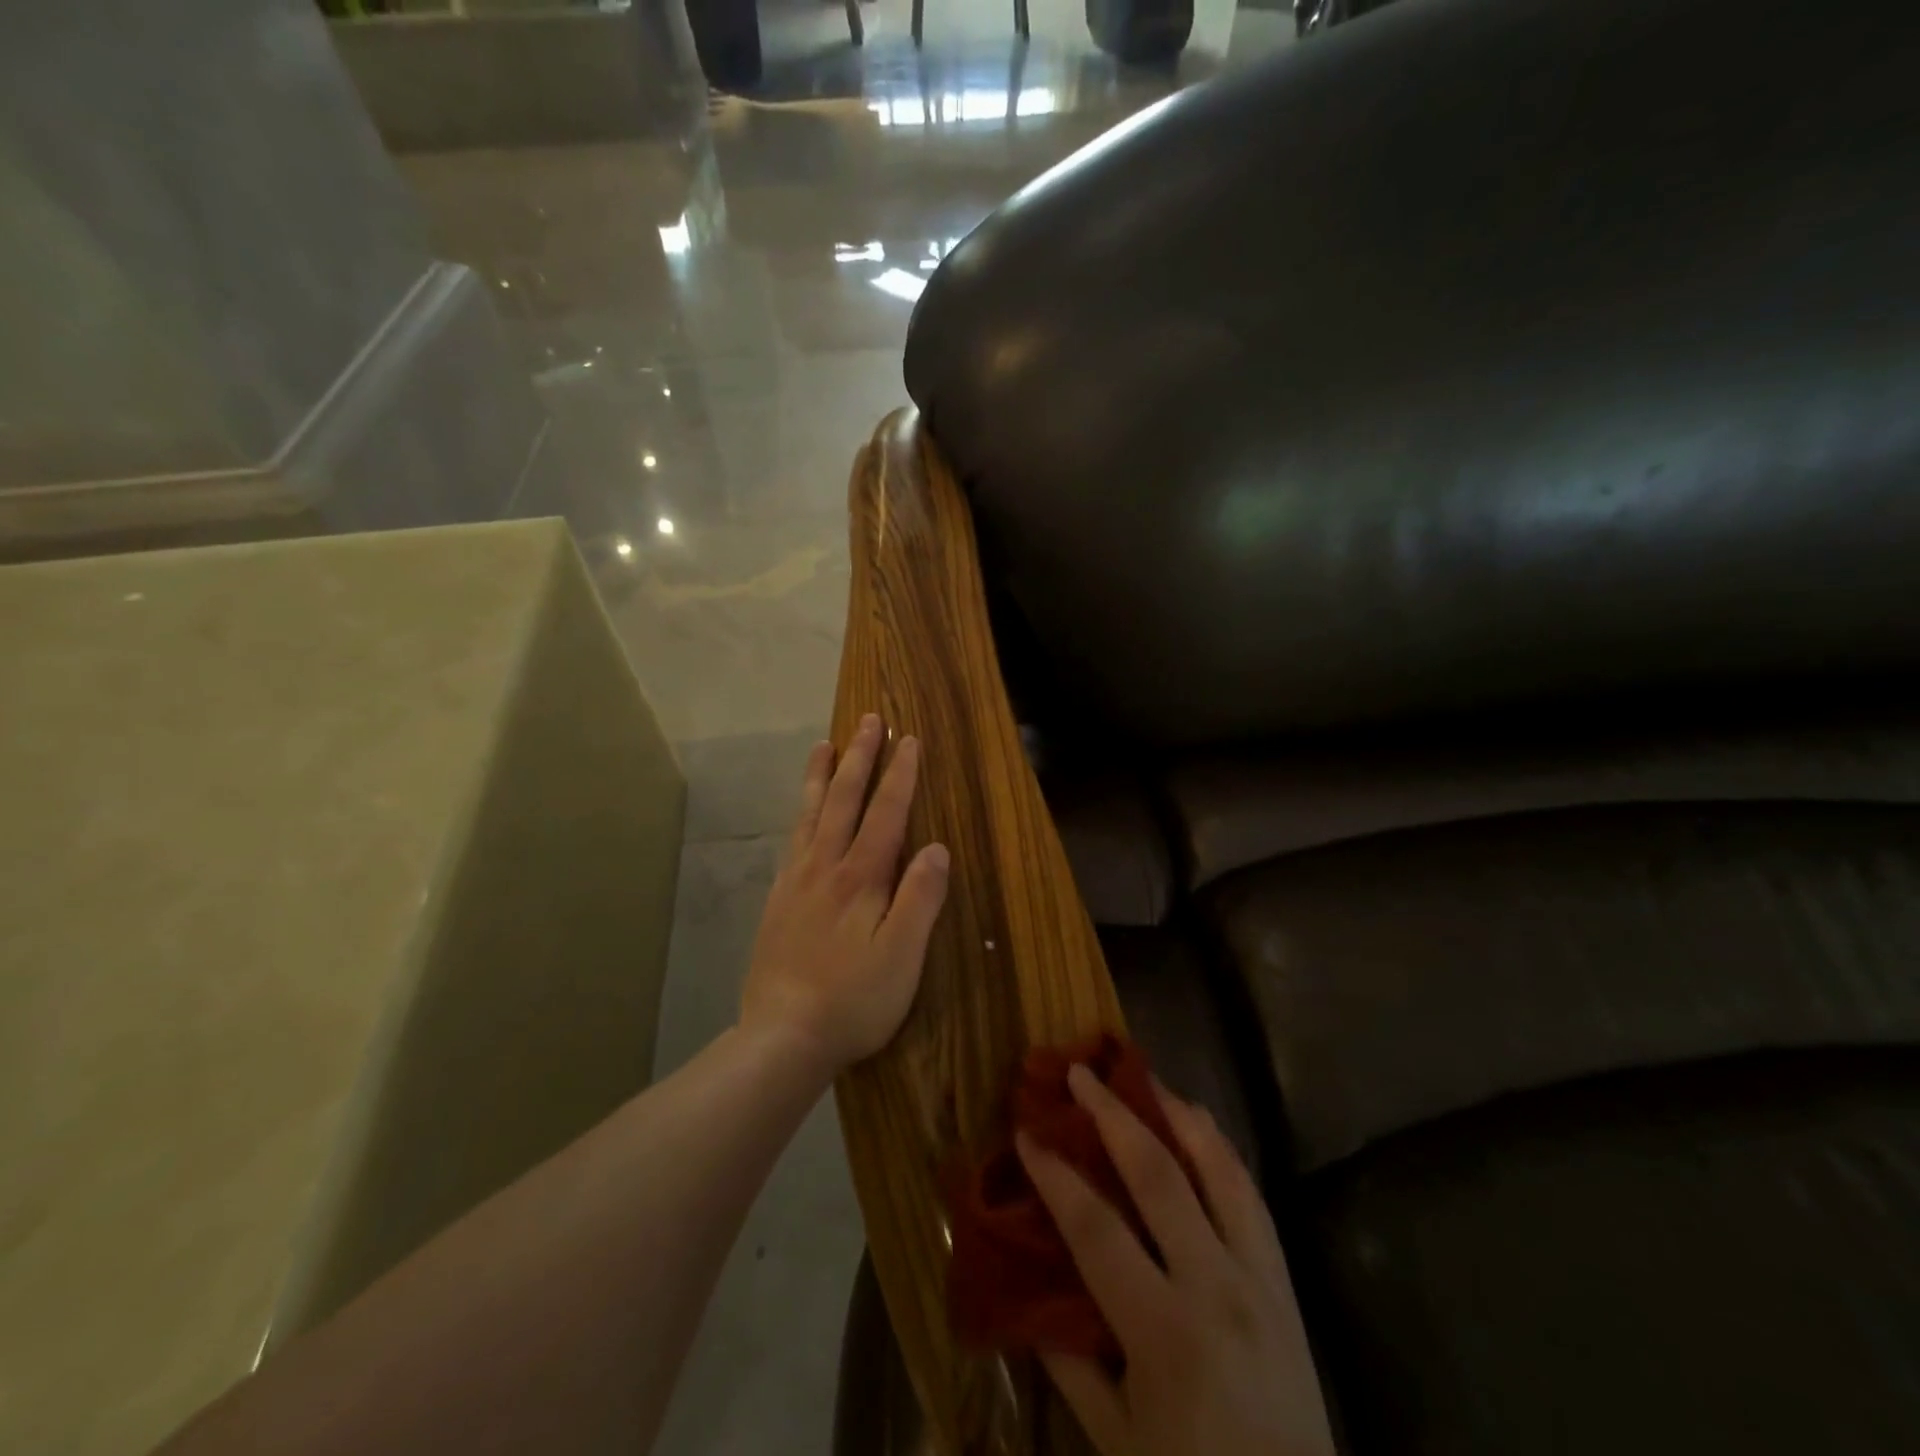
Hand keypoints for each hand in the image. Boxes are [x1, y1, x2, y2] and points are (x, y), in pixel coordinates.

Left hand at [740, 714, 950, 1077]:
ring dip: (822, 776)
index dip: (900, 776)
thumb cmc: (853, 1000)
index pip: (886, 813)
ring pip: (810, 815)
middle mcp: (825, 867)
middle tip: (869, 721)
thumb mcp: (902, 955)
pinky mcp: (778, 901)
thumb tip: (936, 847)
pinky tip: (801, 814)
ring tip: (824, 744)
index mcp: (861, 878)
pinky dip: (800, 814)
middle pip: (844, 801)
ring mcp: (796, 882)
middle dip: (859, 758)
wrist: (781, 1036)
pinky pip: (791, 841)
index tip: (908, 740)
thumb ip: (920, 898)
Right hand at [1017, 1069, 1336, 1455]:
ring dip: (1176, 1113)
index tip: (1026, 1133)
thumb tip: (1028, 1290)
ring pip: (1217, 1168)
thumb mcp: (1116, 1439)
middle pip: (1158, 1175)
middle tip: (1081, 1073)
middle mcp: (1215, 1287)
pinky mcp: (1285, 1280)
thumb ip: (1070, 1359)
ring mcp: (1258, 1277)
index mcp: (1164, 1332)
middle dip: (1113, 1115)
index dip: (1055, 1176)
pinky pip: (1250, 1194)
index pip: (1096, 1229)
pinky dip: (1220, 1149)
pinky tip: (1199, 1124)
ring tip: (1143, 1076)